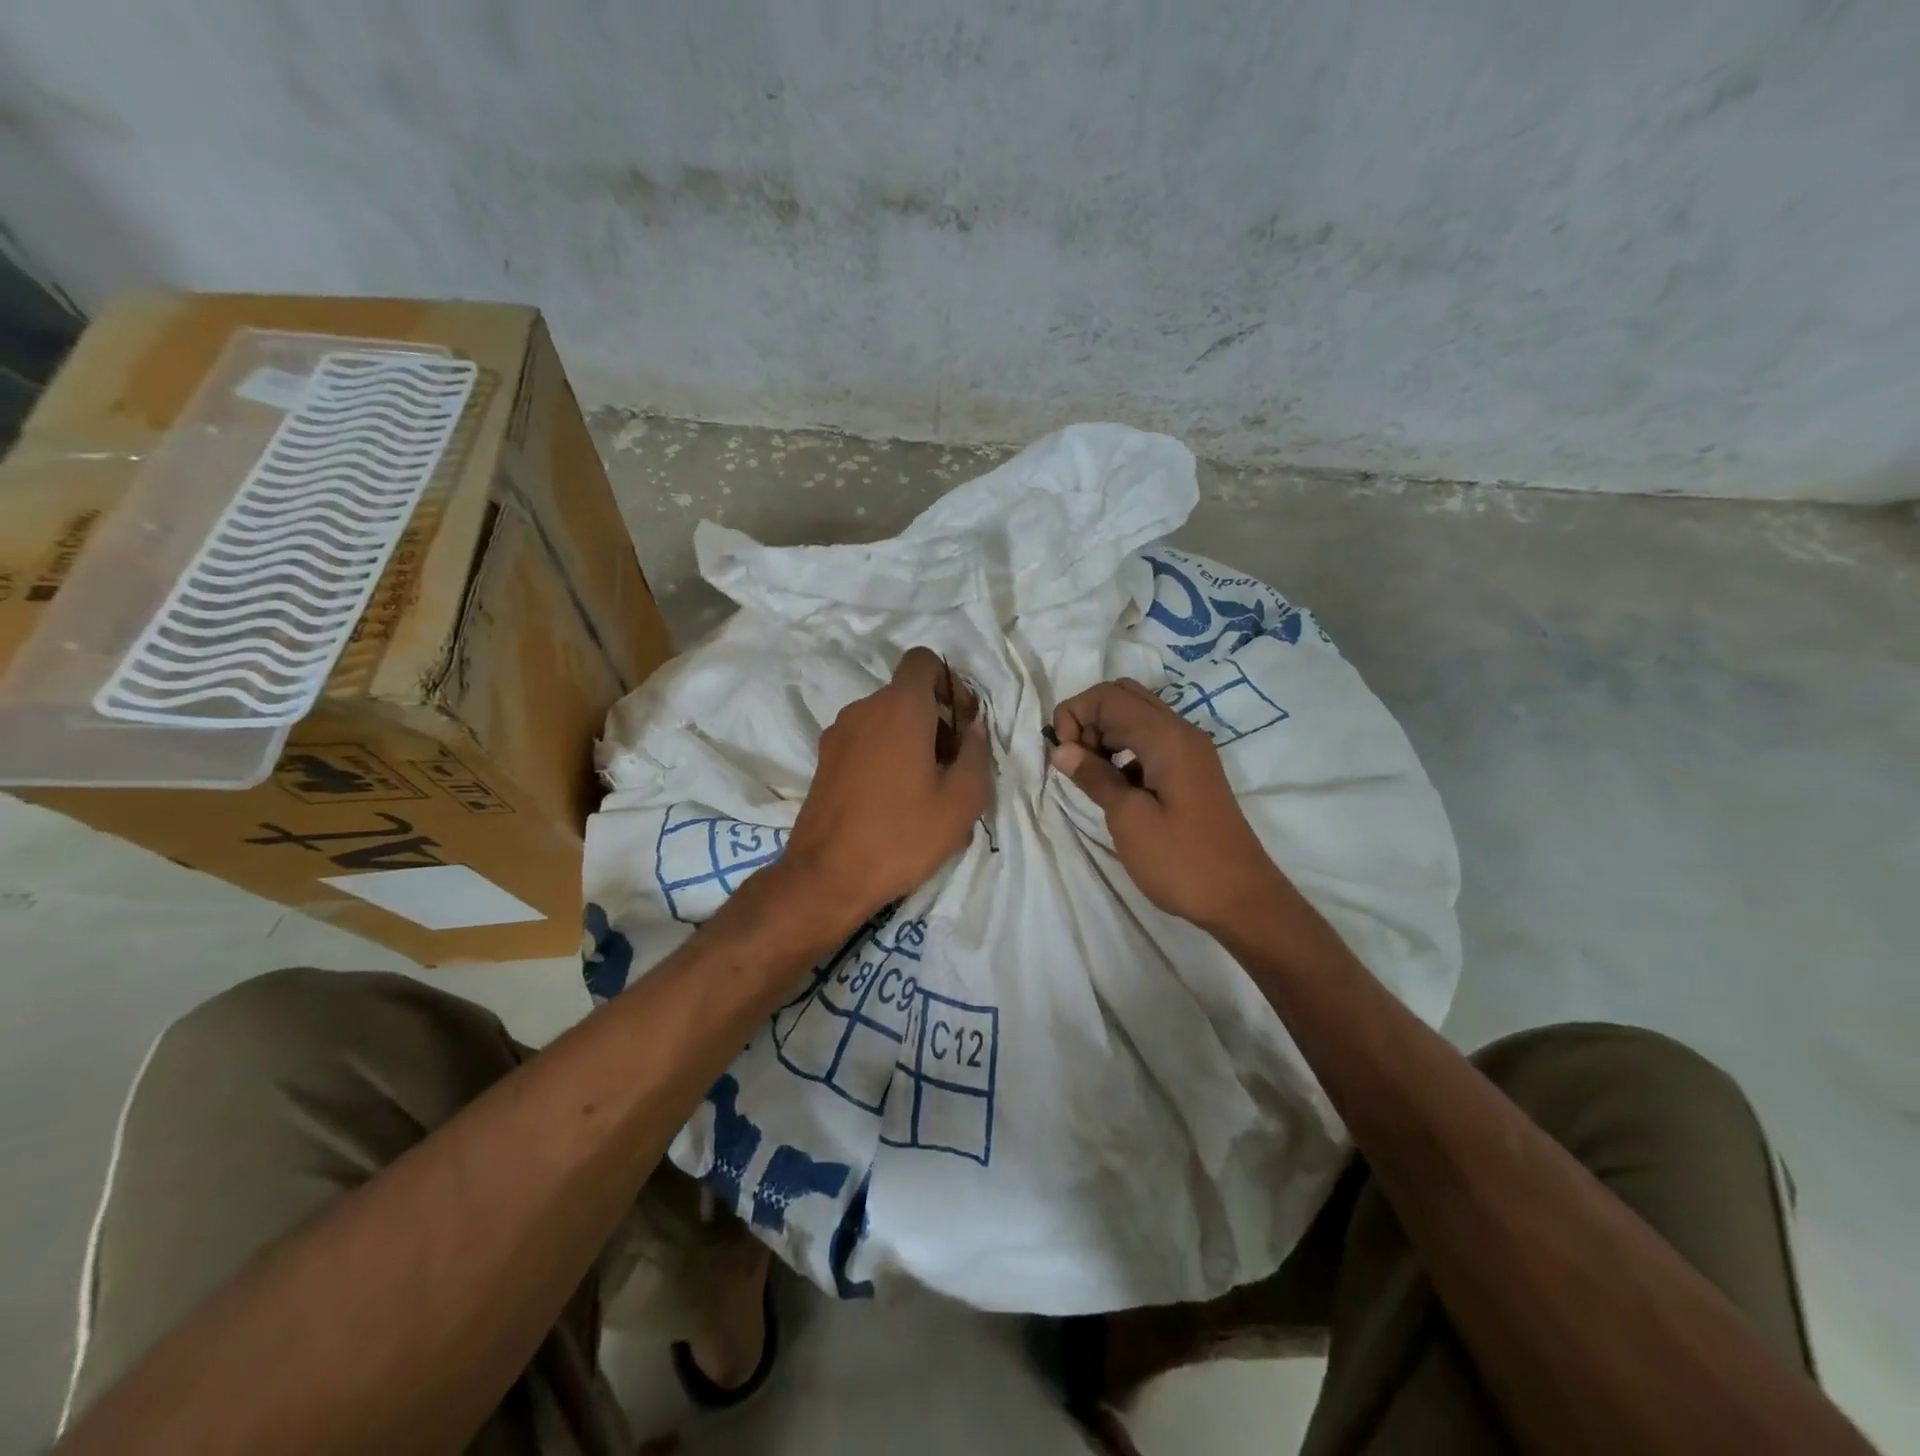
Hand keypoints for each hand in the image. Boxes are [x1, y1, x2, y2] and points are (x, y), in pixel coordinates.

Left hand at [779, 647, 992, 924]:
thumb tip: (973, 728)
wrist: (826, 877)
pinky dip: (885, 756)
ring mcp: (838, 734)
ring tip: (925, 791)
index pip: (923, 661)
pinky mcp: (823, 760)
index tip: (963, 723)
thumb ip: (977, 752)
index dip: (950, 683)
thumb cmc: (902, 835)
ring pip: (886, 720)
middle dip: (936, 720)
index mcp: (899, 708)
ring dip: (912, 741)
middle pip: (907, 695)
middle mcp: (864, 709)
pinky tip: (894, 802)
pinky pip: (865, 742)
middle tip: (953, 768)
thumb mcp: (963, 800)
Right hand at [1050, 679, 1282, 930]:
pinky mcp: (1190, 771)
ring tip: (1090, 775)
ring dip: (1104, 734)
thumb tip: (1062, 749)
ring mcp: (1189, 751)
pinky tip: (1115, 786)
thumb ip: (1095, 777)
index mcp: (1167, 737)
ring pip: (1136, 717)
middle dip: (1088, 719)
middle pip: (1123, 696)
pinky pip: (1149, 741)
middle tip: (1075, 761)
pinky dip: (1123, 750)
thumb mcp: (1129, 819)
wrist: (1240, 899)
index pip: (1108, 696)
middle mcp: (1181, 732)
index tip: (1063, 757)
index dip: (1075, 715)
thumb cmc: (1181, 861)